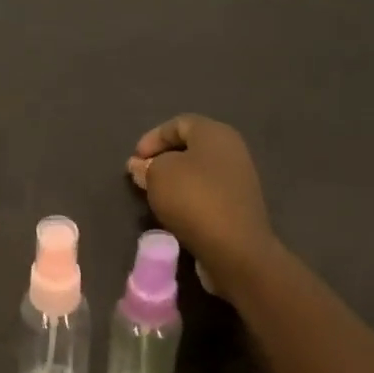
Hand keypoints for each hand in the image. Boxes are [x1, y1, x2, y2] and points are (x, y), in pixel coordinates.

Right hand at [127, 114, 276, 280]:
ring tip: (154, 197)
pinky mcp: (238, 206)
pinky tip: (175, 213)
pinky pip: (207, 194)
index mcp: (215, 133)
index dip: (152, 138)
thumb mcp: (159, 175)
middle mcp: (232, 150)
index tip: (134, 160)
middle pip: (190, 147)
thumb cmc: (194, 200)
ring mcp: (239, 179)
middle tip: (141, 177)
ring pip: (198, 172)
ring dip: (174, 182)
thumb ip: (147, 166)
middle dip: (162, 160)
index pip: (179, 123)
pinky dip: (188, 199)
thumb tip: (140, 165)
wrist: (234, 248)